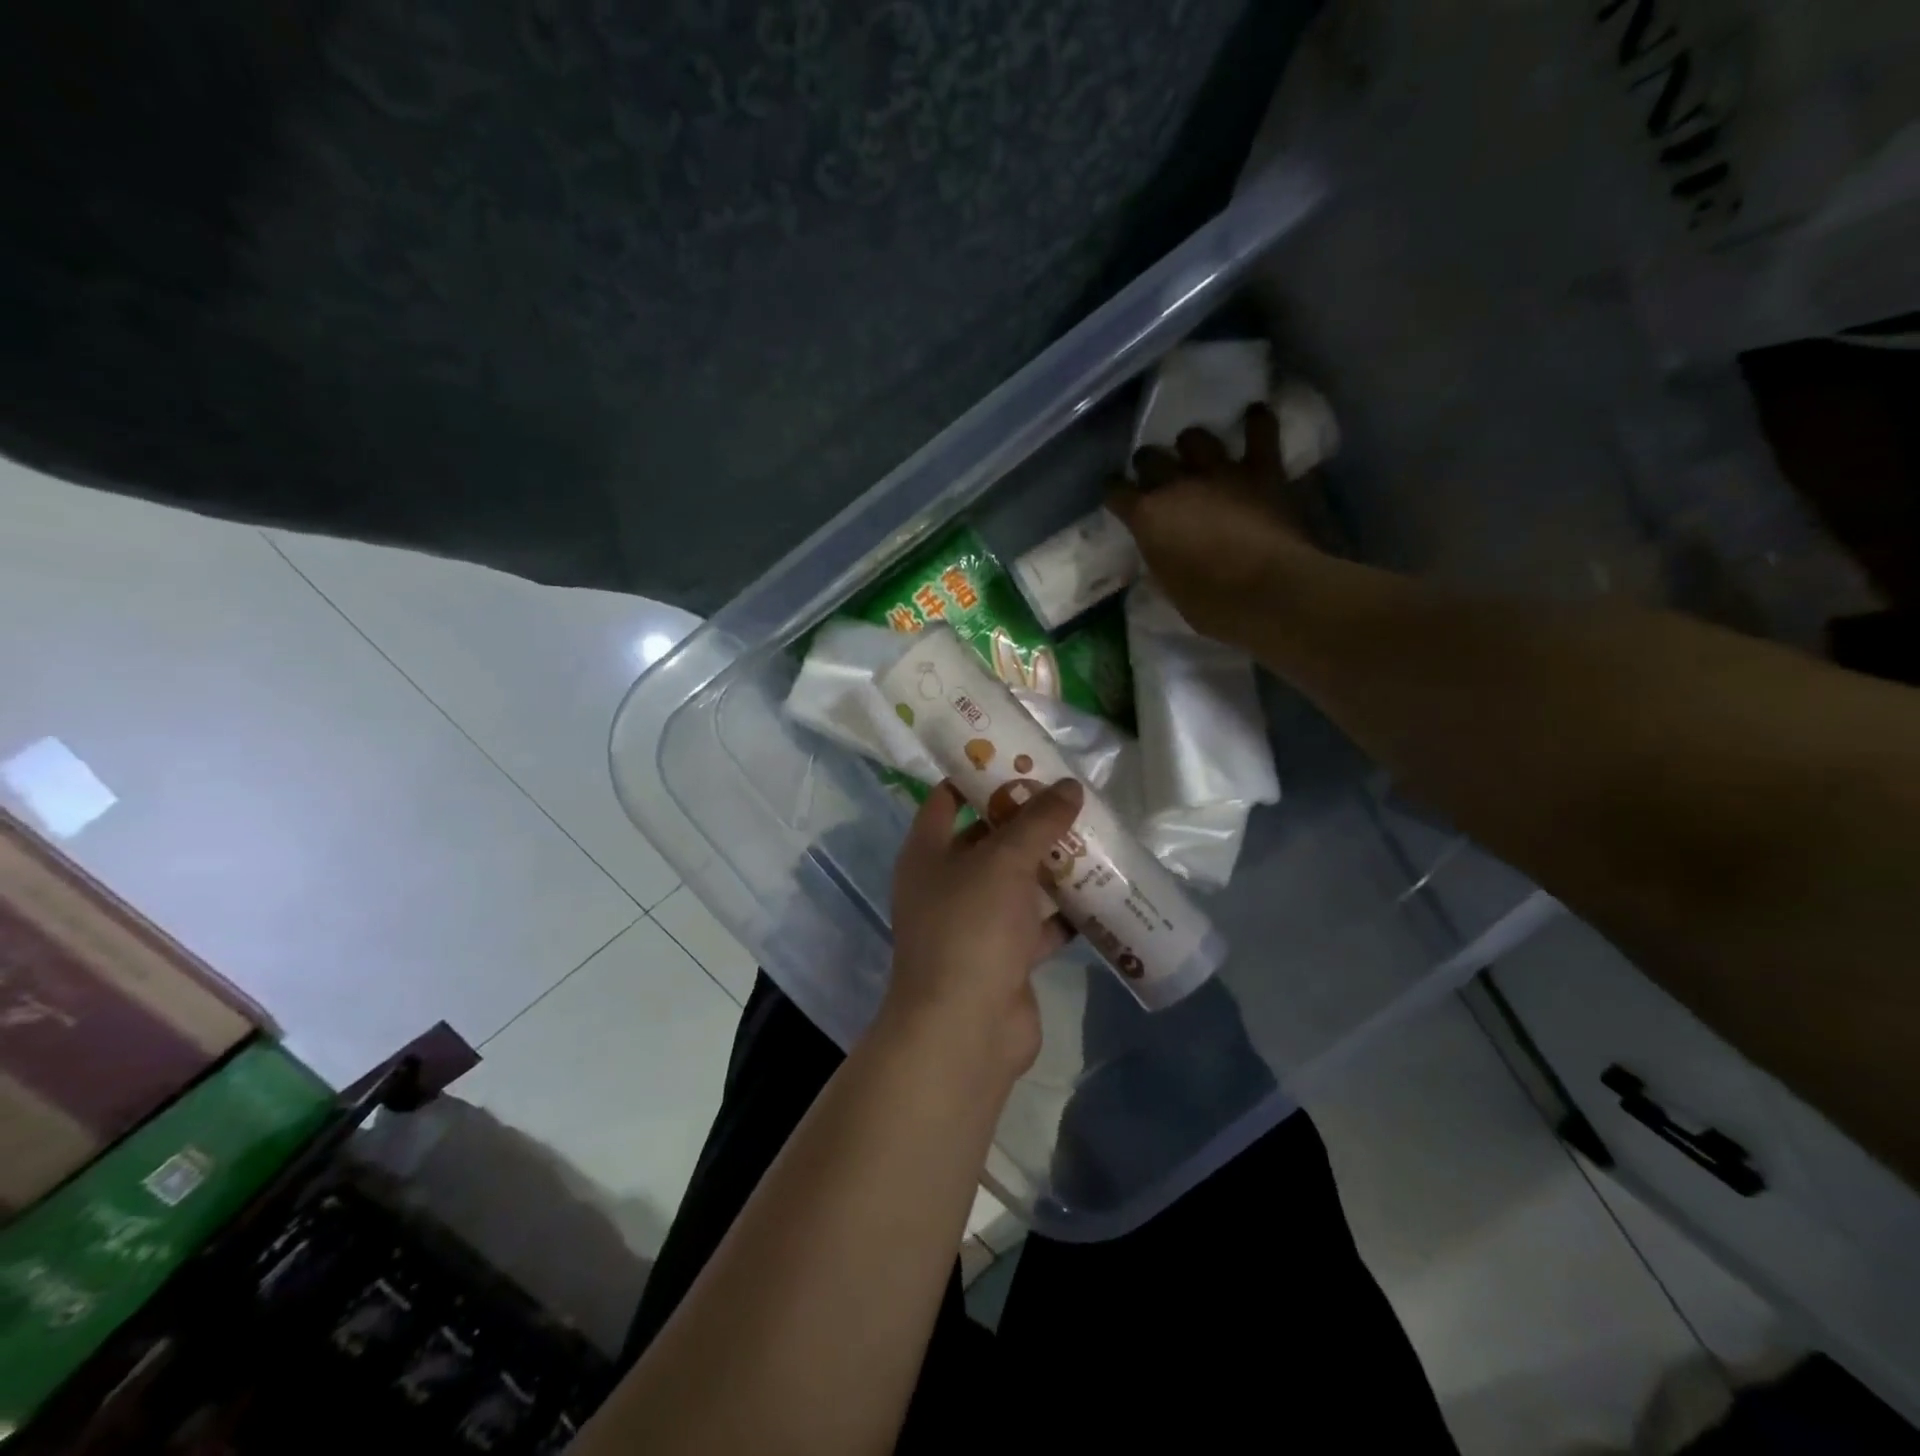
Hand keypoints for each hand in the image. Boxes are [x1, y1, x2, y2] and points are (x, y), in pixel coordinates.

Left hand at [881, 778, 1083, 1083]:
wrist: (965, 1029)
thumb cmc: (971, 927)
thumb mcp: (1004, 862)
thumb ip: (1037, 821)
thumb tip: (1069, 787)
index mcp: (927, 853)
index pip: (947, 798)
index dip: (978, 775)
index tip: (1019, 757)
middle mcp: (946, 883)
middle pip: (987, 839)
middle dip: (1026, 821)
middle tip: (1069, 796)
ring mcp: (974, 923)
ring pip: (1016, 883)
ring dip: (1049, 866)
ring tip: (1092, 837)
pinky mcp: (1003, 957)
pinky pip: (1036, 925)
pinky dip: (1063, 913)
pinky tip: (1099, 893)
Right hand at [1106, 402, 1324, 649]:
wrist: (1269, 591)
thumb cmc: (1212, 604)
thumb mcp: (1169, 586)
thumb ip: (1162, 557)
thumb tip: (1163, 549)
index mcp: (1147, 516)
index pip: (1116, 491)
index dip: (1115, 492)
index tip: (1118, 498)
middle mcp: (1176, 484)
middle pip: (1150, 457)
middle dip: (1149, 465)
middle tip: (1156, 477)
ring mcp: (1220, 472)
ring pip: (1196, 437)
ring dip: (1192, 444)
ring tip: (1197, 454)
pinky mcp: (1261, 470)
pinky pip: (1260, 432)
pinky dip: (1258, 422)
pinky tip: (1256, 415)